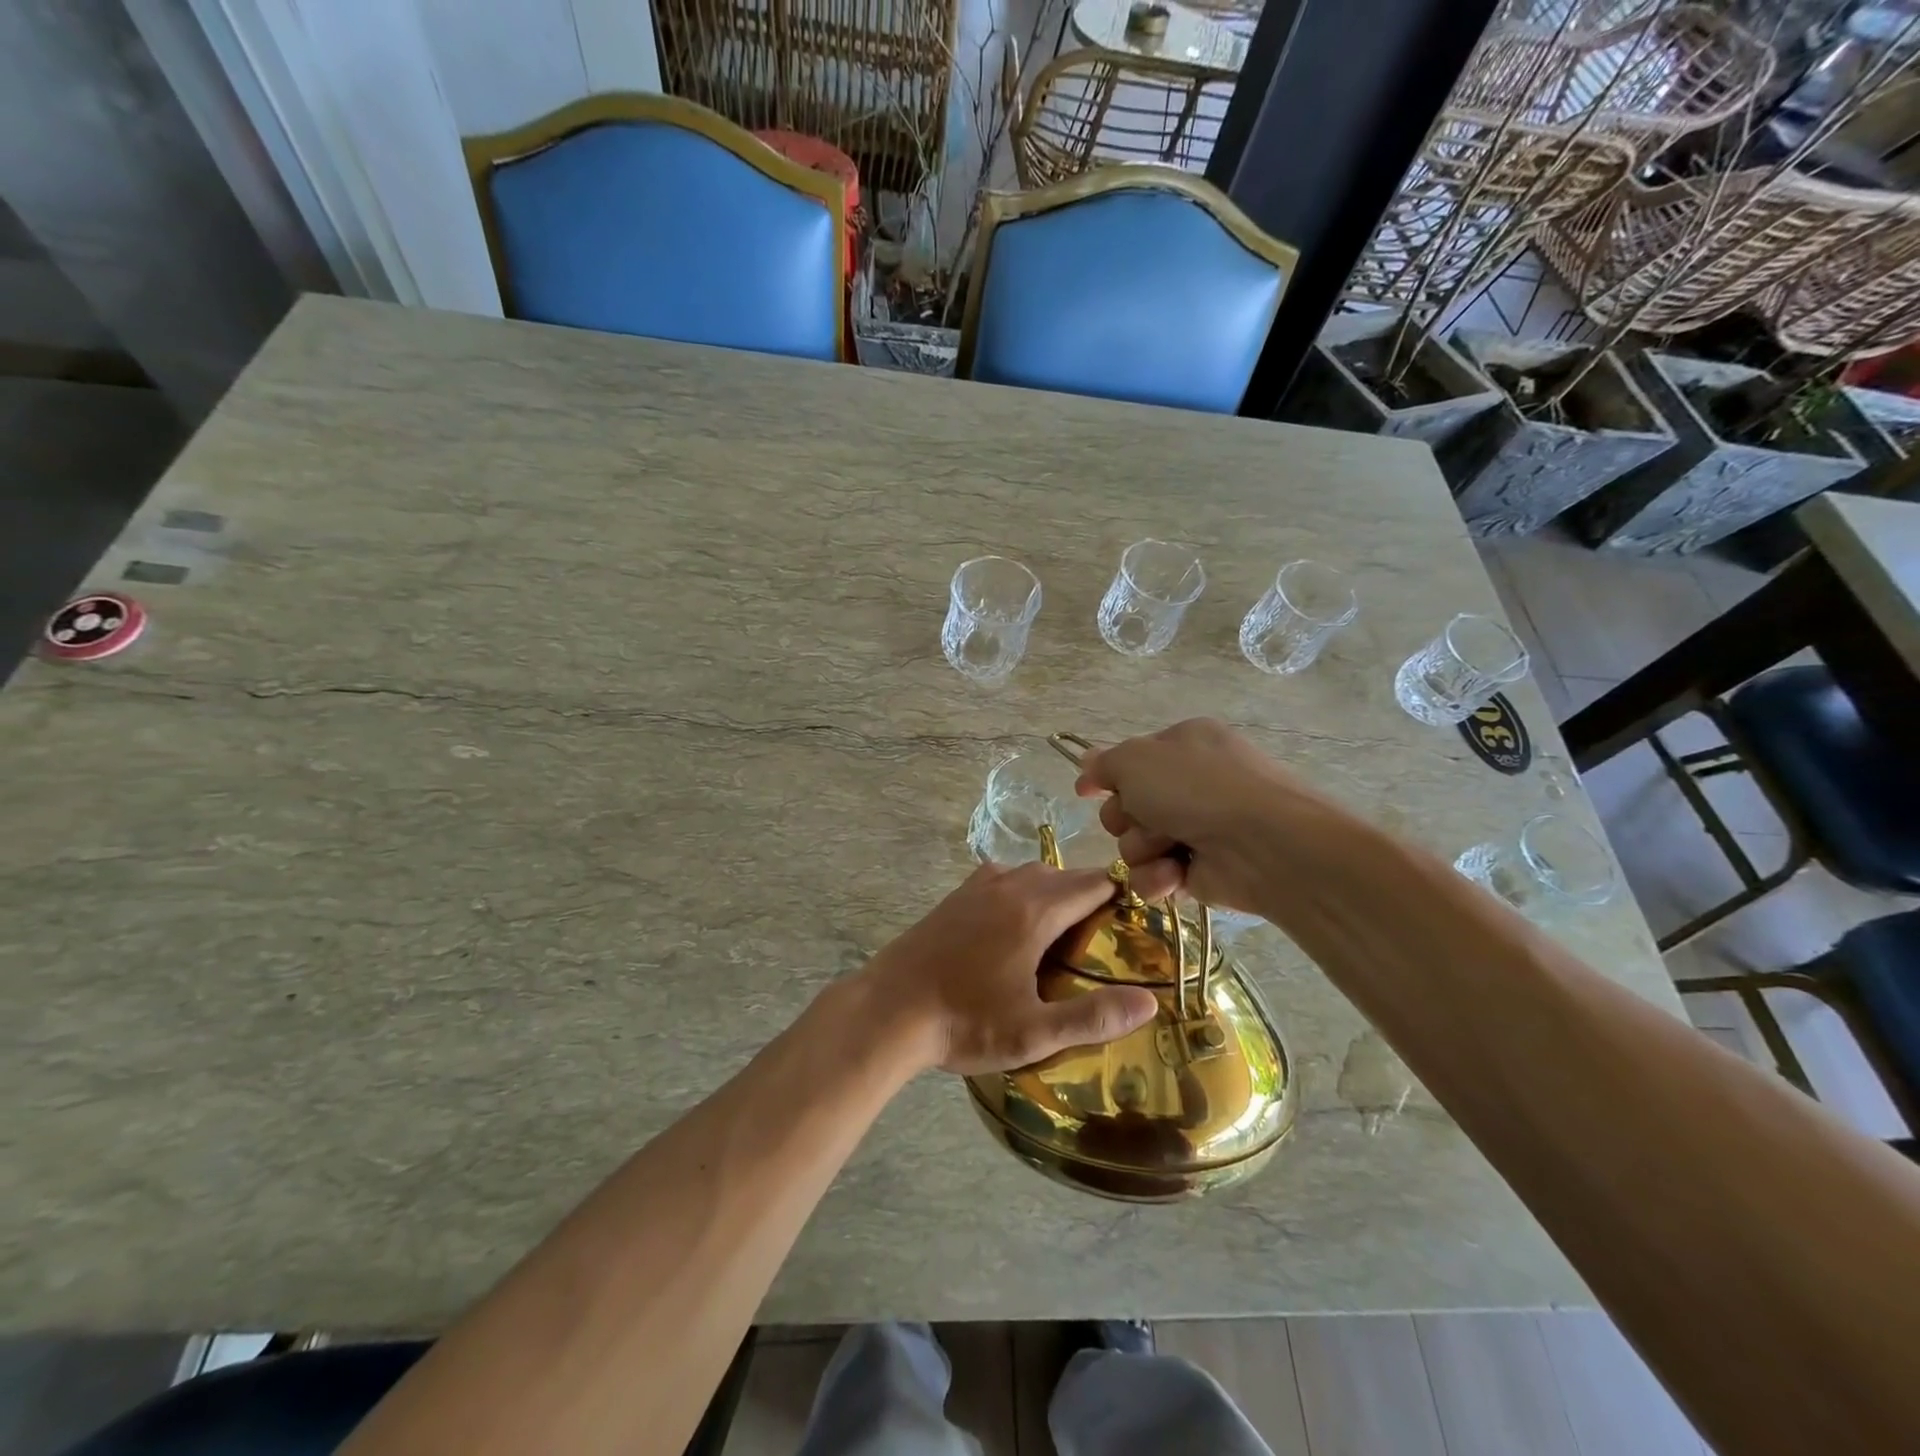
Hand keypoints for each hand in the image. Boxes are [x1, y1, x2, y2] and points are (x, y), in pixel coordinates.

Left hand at [858, 859, 1179, 1075]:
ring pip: (1029, 874)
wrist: (889, 1010)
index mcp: (1034, 910)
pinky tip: (1013, 926)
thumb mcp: (1034, 1032)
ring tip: (1061, 933)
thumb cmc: (965, 1022)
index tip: (1135, 918)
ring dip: (1052, 892)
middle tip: (1102, 937)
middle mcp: (1009, 886)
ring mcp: (976, 888)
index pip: (1093, 883)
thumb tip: (1149, 1003)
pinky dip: (1019, 891)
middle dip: (1088, 896)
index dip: (1120, 894)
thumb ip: (1093, 1017)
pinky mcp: (954, 898)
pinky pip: (1000, 880)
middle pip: (1063, 875)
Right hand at [1075, 718, 1332, 915]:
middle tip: (1143, 818)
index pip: (1131, 760)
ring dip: (1143, 849)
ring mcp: (1198, 829)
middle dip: (1126, 817)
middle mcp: (1191, 785)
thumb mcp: (1137, 760)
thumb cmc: (1198, 788)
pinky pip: (1155, 877)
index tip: (1086, 792)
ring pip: (1136, 844)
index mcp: (1183, 745)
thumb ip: (1104, 763)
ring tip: (1169, 848)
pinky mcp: (1201, 872)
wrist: (1264, 844)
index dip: (1108, 777)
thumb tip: (1086, 765)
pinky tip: (1174, 876)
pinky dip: (1158, 878)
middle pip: (1127, 806)